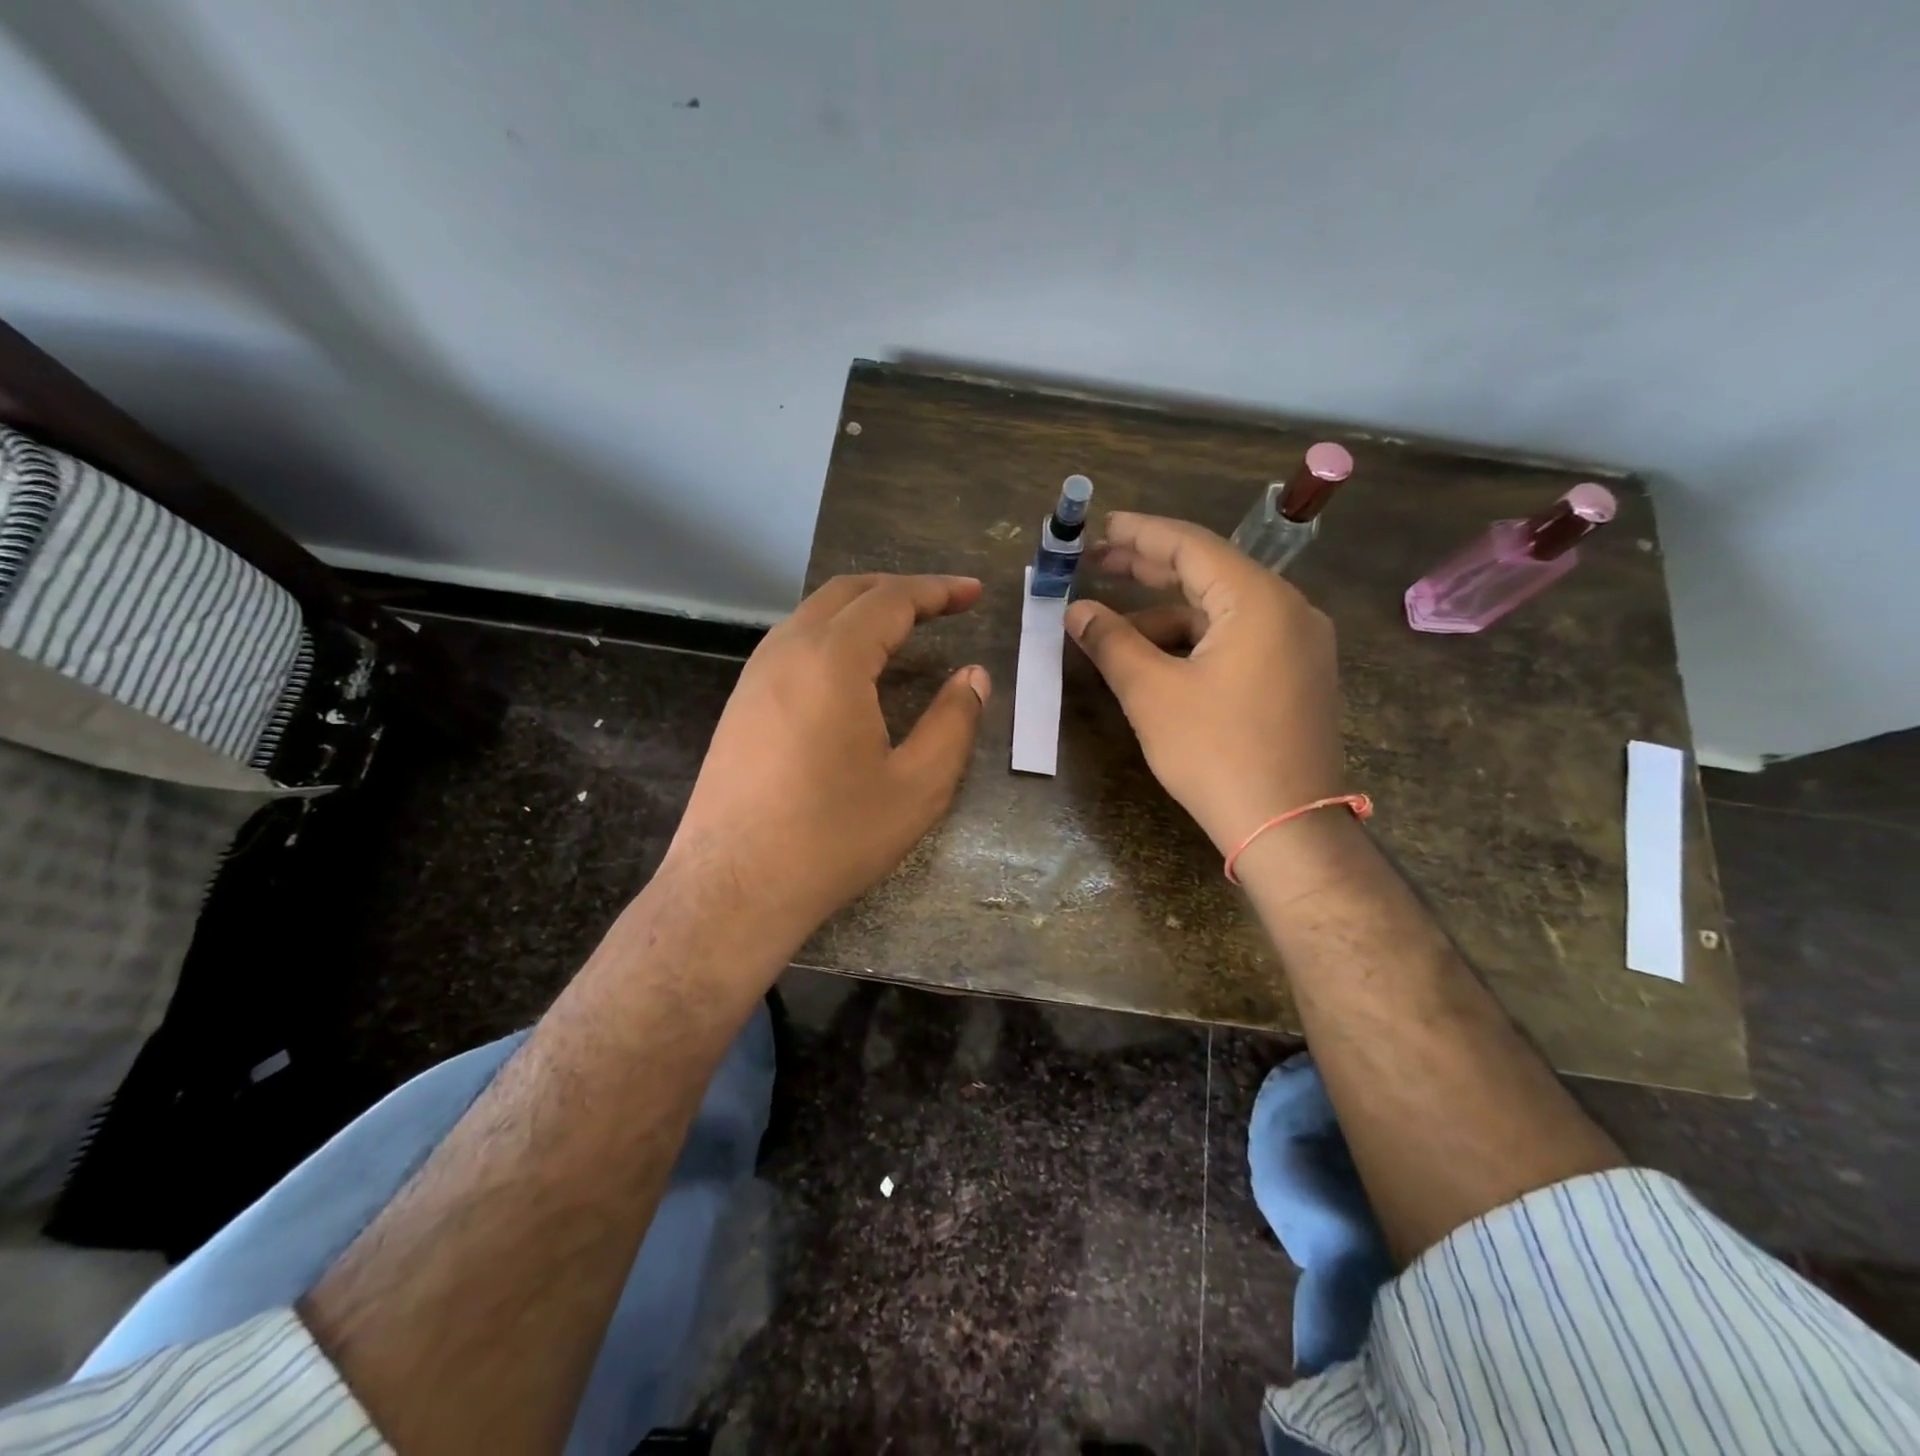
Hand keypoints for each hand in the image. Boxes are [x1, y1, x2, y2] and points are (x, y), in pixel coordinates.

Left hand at [667, 573, 989, 948]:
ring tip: (903, 629)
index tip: (974, 592)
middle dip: (899, 590)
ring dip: (862, 610)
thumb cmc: (833, 838)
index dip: (937, 590)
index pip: (891, 600)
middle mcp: (786, 652)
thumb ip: (953, 722)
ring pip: (813, 616)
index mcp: (832, 660)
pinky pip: (791, 646)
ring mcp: (754, 677)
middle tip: (945, 603)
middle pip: (846, 593)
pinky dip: (832, 637)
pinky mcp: (739, 706)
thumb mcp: (917, 787)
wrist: (732, 889)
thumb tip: (973, 676)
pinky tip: (851, 670)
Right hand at [1066, 513, 1344, 853]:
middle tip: (1097, 562)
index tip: (1099, 527)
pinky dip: (1194, 641)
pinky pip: (1237, 639)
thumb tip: (1077, 611)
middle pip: (1208, 572)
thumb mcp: (1152, 693)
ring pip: (1220, 611)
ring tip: (1113, 627)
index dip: (1139, 533)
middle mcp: (1288, 609)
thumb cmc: (1216, 753)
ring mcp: (1298, 644)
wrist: (1287, 827)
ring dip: (1167, 613)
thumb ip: (1112, 641)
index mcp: (1258, 600)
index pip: (1191, 545)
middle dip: (1149, 568)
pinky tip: (1156, 659)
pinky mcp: (1296, 675)